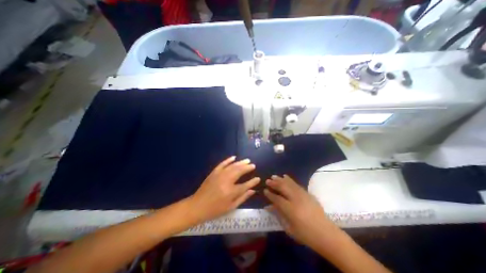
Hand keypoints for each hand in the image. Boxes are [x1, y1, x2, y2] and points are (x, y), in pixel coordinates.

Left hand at [187, 157, 260, 222]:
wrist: (197, 206)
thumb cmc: (215, 209)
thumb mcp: (230, 207)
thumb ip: (243, 198)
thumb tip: (252, 191)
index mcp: (231, 192)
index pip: (245, 185)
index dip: (253, 182)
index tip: (258, 178)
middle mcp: (226, 181)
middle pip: (239, 171)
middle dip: (247, 168)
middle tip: (253, 165)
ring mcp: (219, 175)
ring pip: (232, 166)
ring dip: (240, 162)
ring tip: (247, 160)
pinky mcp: (214, 172)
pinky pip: (222, 164)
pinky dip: (228, 160)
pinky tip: (234, 157)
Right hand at [264, 175, 338, 249]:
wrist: (326, 234)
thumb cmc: (306, 235)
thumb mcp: (289, 228)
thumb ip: (279, 215)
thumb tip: (269, 207)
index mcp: (290, 209)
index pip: (277, 199)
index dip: (270, 194)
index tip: (264, 190)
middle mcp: (296, 199)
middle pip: (283, 188)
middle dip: (274, 183)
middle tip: (268, 180)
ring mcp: (302, 195)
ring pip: (289, 184)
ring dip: (280, 179)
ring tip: (274, 176)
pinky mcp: (307, 193)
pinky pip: (296, 184)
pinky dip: (290, 179)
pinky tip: (285, 176)